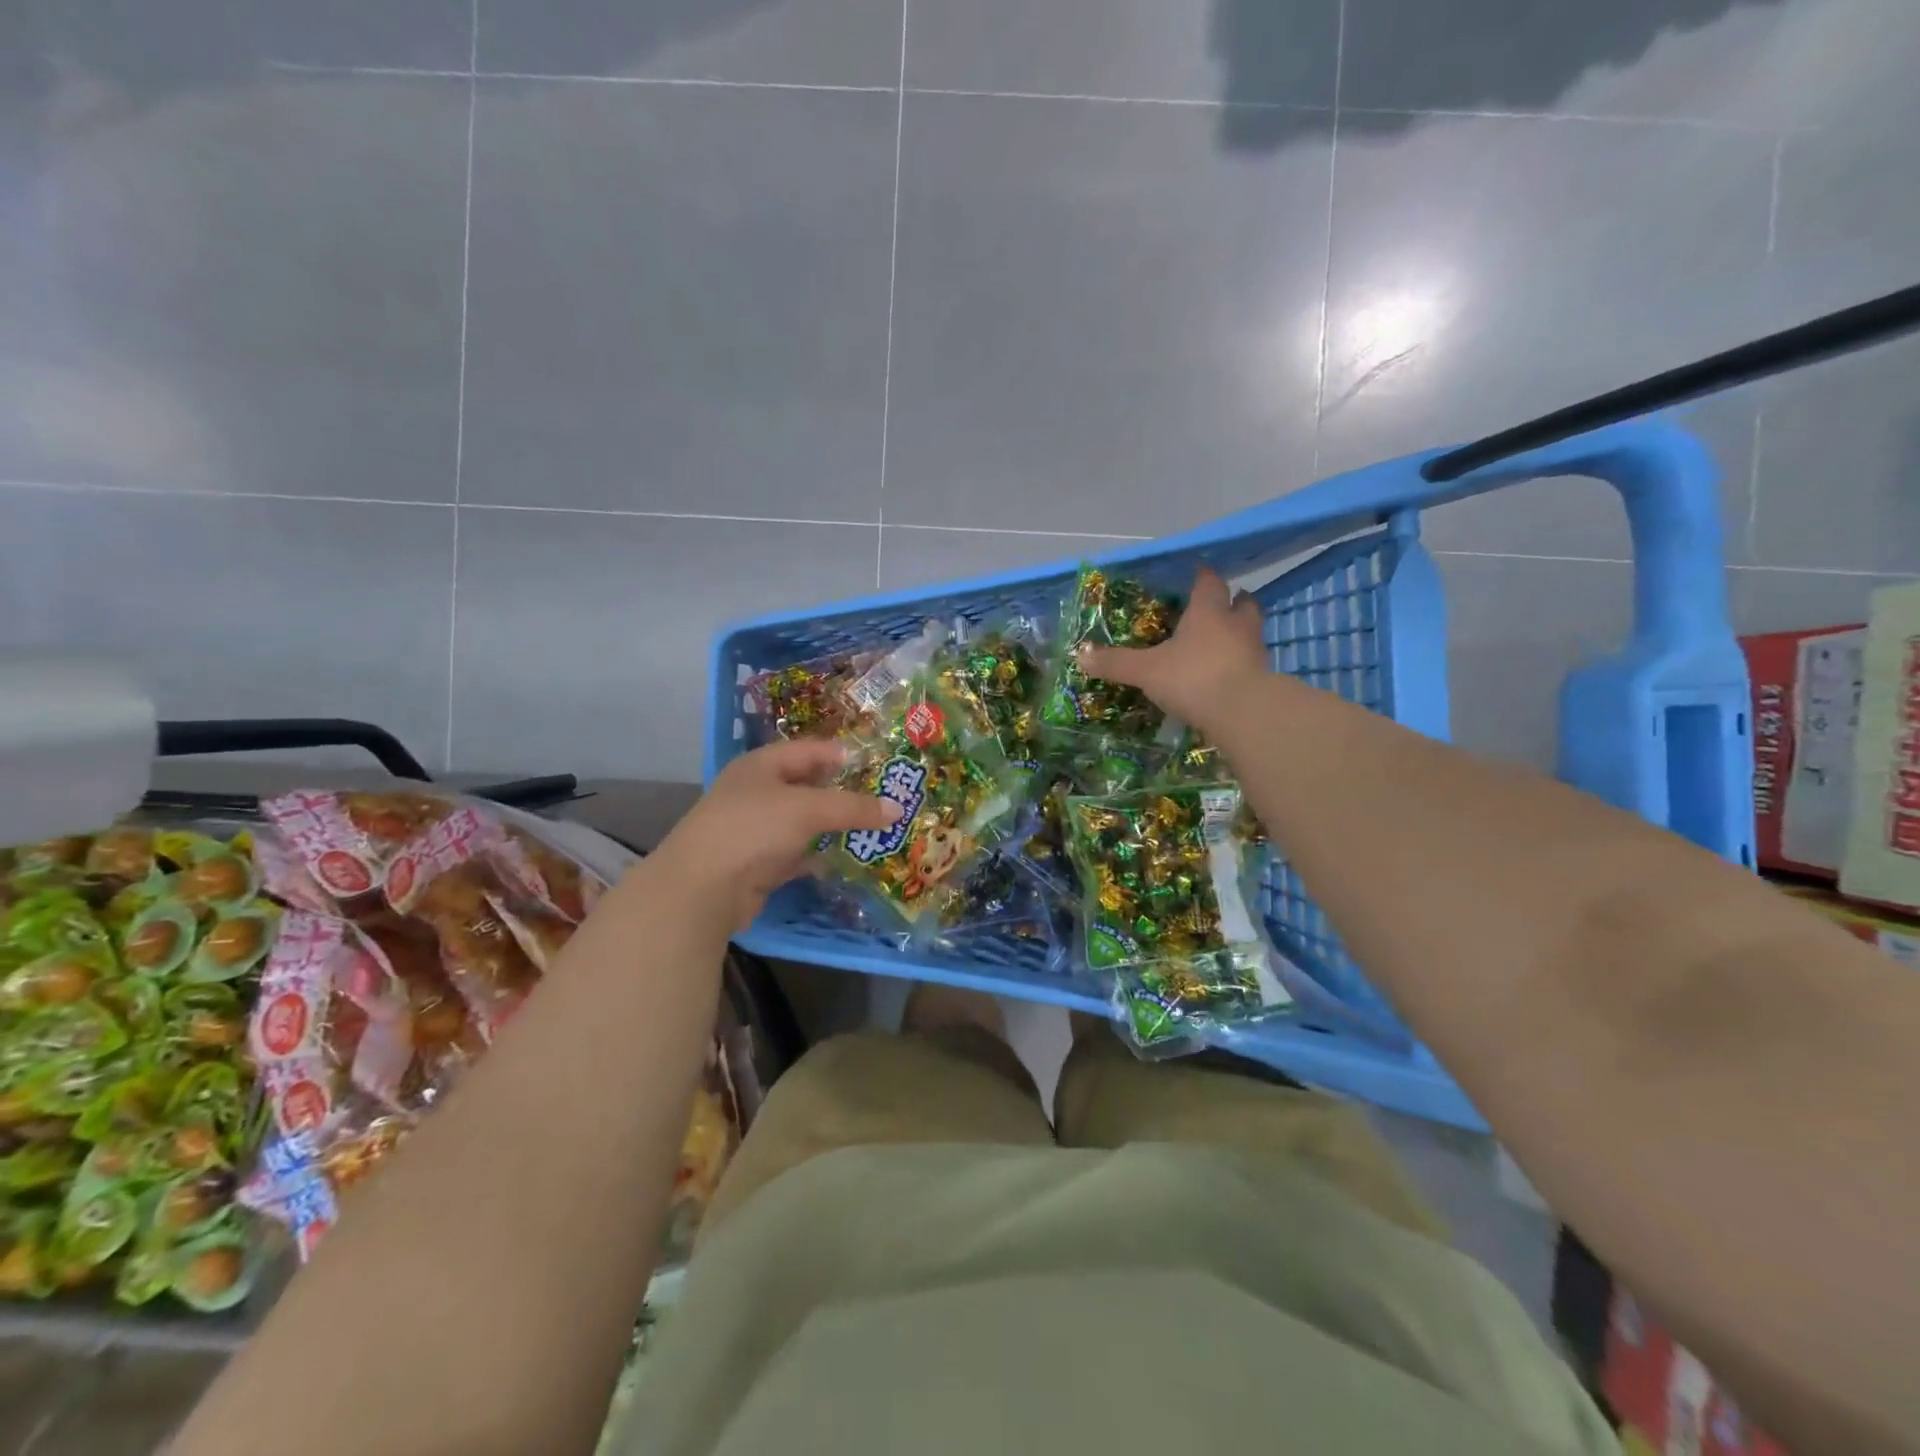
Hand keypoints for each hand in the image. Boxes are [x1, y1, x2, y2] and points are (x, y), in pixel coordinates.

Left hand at [649, 738, 901, 932]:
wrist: (702, 890)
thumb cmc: (752, 830)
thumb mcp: (807, 809)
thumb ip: (852, 808)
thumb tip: (897, 809)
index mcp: (762, 766)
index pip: (809, 750)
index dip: (843, 755)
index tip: (880, 765)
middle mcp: (758, 793)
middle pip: (809, 786)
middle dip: (845, 793)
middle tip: (886, 798)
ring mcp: (757, 830)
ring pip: (806, 823)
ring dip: (836, 828)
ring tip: (877, 829)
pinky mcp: (760, 864)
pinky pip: (799, 855)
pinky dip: (821, 858)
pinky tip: (850, 861)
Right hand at [1077, 566, 1266, 736]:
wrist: (1243, 712)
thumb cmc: (1192, 678)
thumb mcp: (1146, 671)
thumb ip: (1116, 664)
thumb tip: (1081, 657)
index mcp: (1207, 613)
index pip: (1208, 583)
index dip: (1202, 576)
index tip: (1198, 572)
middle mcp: (1236, 625)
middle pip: (1242, 603)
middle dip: (1233, 602)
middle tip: (1222, 605)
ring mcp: (1254, 652)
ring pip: (1251, 631)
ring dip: (1240, 632)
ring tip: (1224, 640)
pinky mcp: (1264, 679)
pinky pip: (1252, 662)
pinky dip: (1241, 663)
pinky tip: (1227, 673)